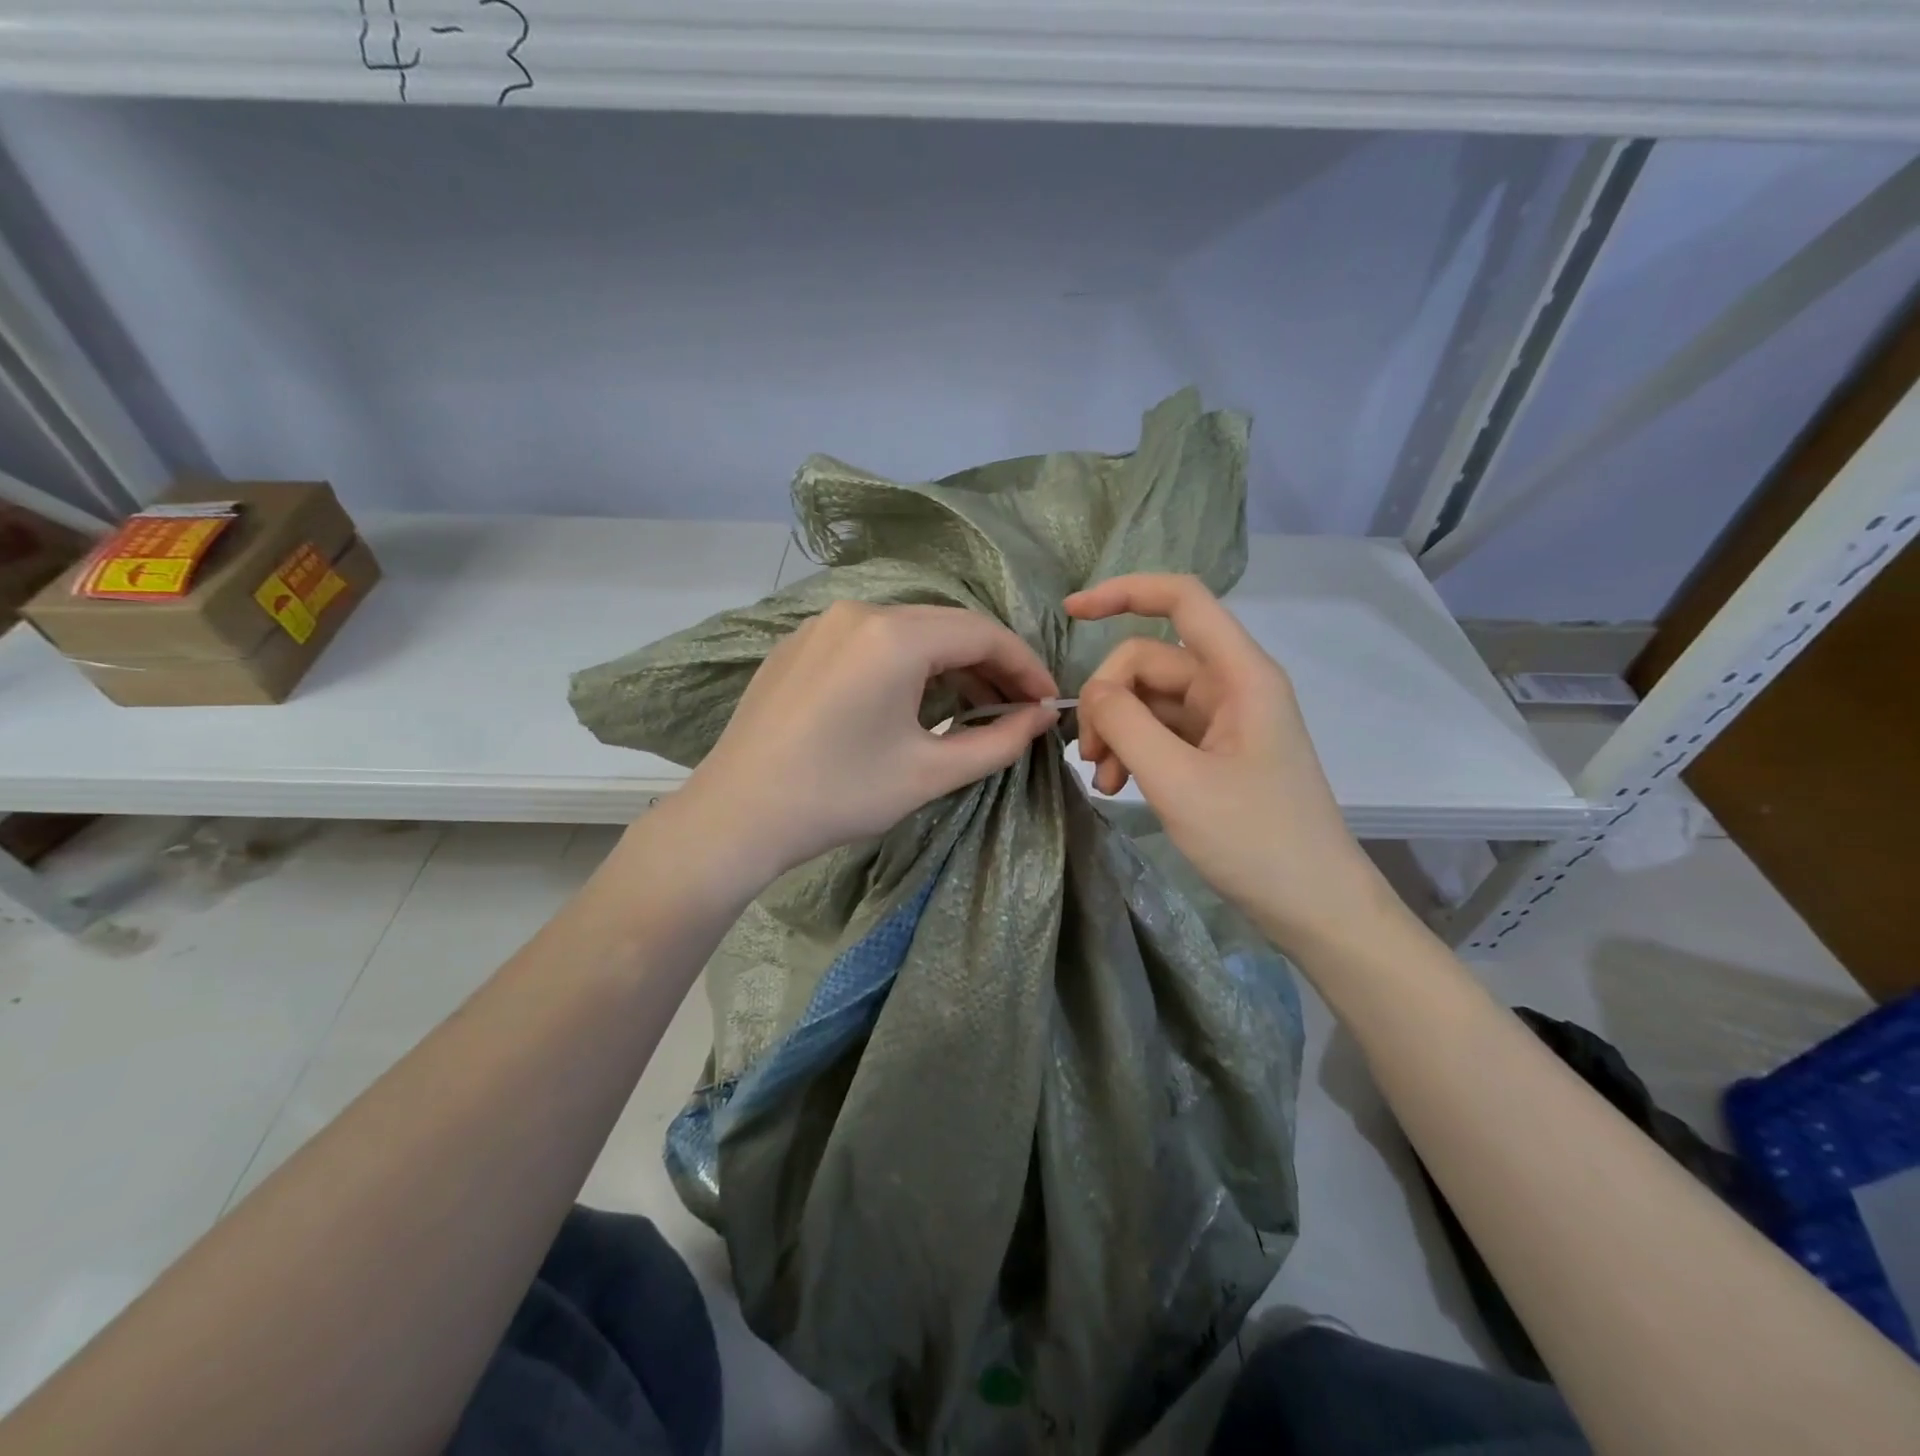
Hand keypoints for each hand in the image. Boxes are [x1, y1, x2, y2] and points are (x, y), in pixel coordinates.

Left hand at [675, 601, 1059, 887]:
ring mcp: (822, 624)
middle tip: (1017, 708)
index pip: (983, 634)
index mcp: (894, 635)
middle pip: (946, 626)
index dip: (1025, 667)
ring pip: (908, 632)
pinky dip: (905, 664)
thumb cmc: (839, 794)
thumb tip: (1041, 717)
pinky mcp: (799, 644)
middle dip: (990, 665)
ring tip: (973, 706)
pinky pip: (870, 642)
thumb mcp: (930, 772)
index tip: (1047, 703)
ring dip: (948, 664)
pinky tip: (913, 701)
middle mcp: (859, 612)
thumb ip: (1000, 741)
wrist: (736, 815)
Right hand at [1067, 573, 1396, 952]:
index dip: (1124, 592)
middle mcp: (1233, 687)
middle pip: (1150, 661)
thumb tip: (1094, 691)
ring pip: (1150, 701)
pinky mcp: (1216, 752)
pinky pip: (1162, 732)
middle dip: (1109, 700)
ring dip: (1117, 732)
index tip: (1070, 612)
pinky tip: (1117, 788)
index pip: (1182, 600)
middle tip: (1089, 756)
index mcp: (1241, 675)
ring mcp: (1225, 721)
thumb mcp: (1178, 781)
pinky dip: (1134, 753)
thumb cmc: (1255, 840)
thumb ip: (1126, 724)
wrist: (1315, 906)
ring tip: (1103, 781)